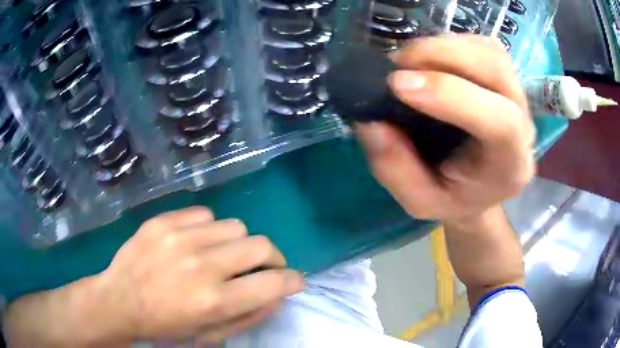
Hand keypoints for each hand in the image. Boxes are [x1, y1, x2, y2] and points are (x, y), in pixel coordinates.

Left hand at [97, 207, 303, 343]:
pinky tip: (194, 242)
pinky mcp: (163, 221)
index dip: (292, 280)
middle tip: (260, 268)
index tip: (293, 280)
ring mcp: (179, 237)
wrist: (119, 301)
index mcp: (213, 301)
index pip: (273, 283)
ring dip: (236, 244)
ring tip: (219, 255)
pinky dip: (209, 230)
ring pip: (235, 226)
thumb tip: (278, 292)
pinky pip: (205, 214)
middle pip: (261, 244)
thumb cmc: (167, 325)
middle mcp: (200, 265)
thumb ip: (251, 314)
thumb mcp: (211, 334)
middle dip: (271, 258)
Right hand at [356, 35, 534, 222]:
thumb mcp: (418, 201)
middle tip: (398, 63)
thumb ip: (394, 168)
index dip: (450, 94)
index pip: (500, 122)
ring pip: (489, 51)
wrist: (479, 187)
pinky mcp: (506, 77)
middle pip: (497, 71)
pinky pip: (483, 45)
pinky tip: (430, 59)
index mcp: (510, 165)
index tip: (397, 84)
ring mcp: (518, 95)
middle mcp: (524, 125)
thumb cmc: (454, 197)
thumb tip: (369, 120)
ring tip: (410, 61)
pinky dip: (451, 43)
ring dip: (444, 47)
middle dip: (443, 56)